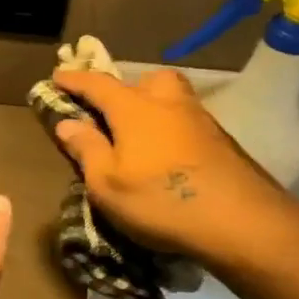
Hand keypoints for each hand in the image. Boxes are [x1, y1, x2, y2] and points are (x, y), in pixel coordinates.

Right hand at [51, 67, 298, 273]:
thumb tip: (67, 123)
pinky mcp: (221, 143)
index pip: (98, 85)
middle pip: (147, 80)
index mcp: (135, 109)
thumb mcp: (106, 183)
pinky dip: (170, 127)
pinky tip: (165, 153)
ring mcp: (200, 121)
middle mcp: (168, 105)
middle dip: (126, 86)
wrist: (241, 222)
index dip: (75, 80)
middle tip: (111, 108)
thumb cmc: (159, 201)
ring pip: (172, 98)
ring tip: (137, 133)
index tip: (56, 76)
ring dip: (152, 105)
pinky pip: (186, 120)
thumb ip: (86, 149)